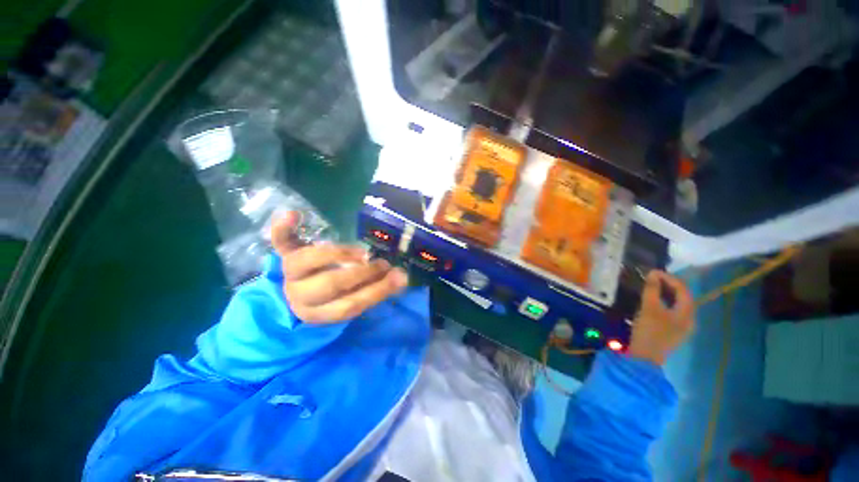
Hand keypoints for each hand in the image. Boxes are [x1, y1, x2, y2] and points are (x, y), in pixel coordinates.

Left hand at [271, 212, 408, 323]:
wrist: (300, 294)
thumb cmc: (333, 298)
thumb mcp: (351, 301)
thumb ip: (375, 290)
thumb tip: (402, 277)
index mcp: (318, 312)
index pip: (348, 306)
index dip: (375, 292)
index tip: (398, 277)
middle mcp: (300, 295)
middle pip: (329, 284)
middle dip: (361, 273)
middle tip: (383, 263)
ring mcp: (289, 274)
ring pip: (307, 261)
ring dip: (337, 253)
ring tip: (363, 252)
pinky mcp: (284, 254)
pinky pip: (280, 241)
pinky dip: (283, 228)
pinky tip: (294, 214)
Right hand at [627, 271, 694, 365]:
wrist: (645, 357)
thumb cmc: (650, 330)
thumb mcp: (649, 307)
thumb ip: (652, 289)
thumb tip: (653, 273)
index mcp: (687, 312)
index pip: (683, 289)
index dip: (669, 278)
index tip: (652, 272)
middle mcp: (688, 318)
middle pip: (682, 297)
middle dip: (668, 285)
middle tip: (651, 278)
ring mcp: (681, 326)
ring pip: (676, 304)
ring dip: (664, 294)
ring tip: (649, 287)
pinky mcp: (672, 331)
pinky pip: (670, 311)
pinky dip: (662, 302)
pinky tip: (651, 302)